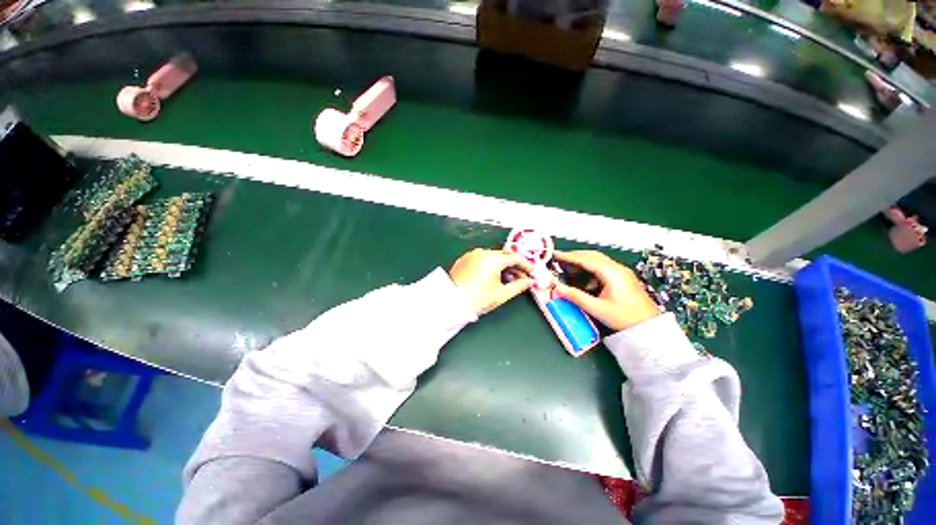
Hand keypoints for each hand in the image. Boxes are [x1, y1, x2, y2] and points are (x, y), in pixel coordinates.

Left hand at [449, 248, 532, 314]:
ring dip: (502, 266)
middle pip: (504, 255)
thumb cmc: (477, 299)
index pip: (515, 258)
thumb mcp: (501, 294)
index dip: (525, 265)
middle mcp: (483, 252)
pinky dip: (491, 265)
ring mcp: (472, 254)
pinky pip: (482, 259)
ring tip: (506, 280)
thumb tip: (529, 282)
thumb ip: (519, 286)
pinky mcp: (465, 259)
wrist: (451, 302)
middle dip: (514, 266)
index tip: (530, 273)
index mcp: (493, 259)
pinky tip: (492, 277)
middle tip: (520, 278)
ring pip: (493, 256)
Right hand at [553, 250, 659, 330]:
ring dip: (583, 262)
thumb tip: (559, 288)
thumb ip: (576, 296)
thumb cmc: (626, 317)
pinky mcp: (623, 278)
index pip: (586, 259)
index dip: (569, 256)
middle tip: (560, 259)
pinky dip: (591, 269)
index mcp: (611, 273)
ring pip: (598, 261)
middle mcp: (617, 269)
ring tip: (569, 269)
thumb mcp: (596, 308)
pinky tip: (585, 279)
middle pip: (592, 256)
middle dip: (575, 256)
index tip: (556, 255)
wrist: (649, 327)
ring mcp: (622, 273)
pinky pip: (604, 268)